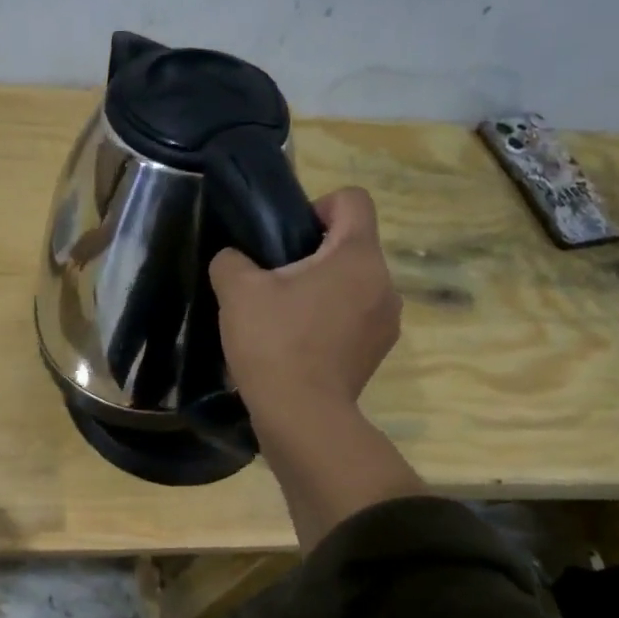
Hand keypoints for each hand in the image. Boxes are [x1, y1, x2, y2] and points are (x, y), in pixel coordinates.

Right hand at [209, 187, 399, 427]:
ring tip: (284, 315)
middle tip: (273, 280)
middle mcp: (384, 282)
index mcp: (357, 256)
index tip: (287, 236)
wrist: (302, 417)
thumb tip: (235, 260)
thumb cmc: (274, 343)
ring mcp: (386, 320)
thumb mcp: (237, 291)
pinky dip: (330, 319)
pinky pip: (355, 316)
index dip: (317, 206)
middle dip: (313, 253)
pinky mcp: (378, 351)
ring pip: (354, 283)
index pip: (352, 200)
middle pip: (352, 244)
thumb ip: (231, 261)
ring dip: (323, 288)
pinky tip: (298, 343)